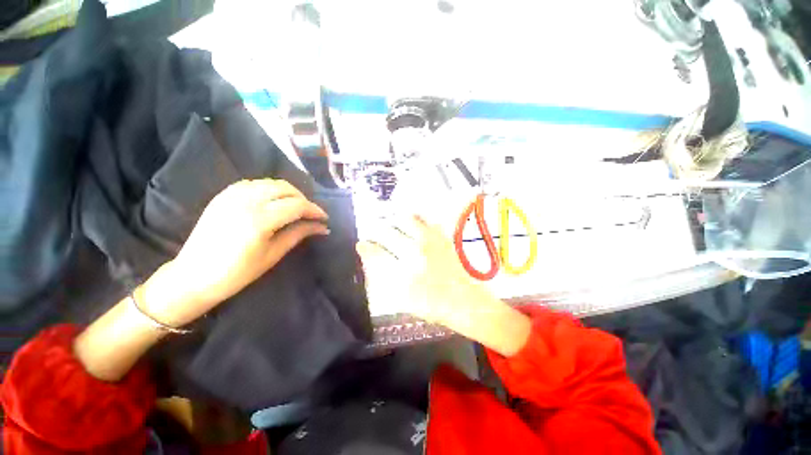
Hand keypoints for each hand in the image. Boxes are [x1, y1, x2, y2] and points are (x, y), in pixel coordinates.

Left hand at [139, 179, 328, 326]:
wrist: (193, 277)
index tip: (324, 218)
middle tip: (310, 214)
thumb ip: (299, 234)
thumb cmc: (237, 273)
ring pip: (270, 183)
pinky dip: (269, 189)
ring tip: (295, 207)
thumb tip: (322, 227)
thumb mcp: (273, 254)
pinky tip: (273, 201)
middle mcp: (246, 201)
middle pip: (285, 188)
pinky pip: (253, 183)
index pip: (297, 205)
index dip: (314, 210)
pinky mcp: (222, 195)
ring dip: (288, 192)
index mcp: (259, 220)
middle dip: (303, 199)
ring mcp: (231, 195)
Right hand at [357, 216, 531, 355]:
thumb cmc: (434, 306)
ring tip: (393, 224)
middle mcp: (415, 254)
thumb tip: (374, 264)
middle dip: (378, 231)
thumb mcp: (405, 300)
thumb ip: (387, 281)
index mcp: (404, 273)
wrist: (467, 303)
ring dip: (396, 222)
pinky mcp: (442, 239)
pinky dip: (417, 218)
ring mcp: (430, 243)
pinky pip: (427, 221)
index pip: (377, 254)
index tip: (361, 244)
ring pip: (406, 221)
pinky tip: (413, 221)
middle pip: (389, 234)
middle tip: (375, 232)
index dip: (366, 248)